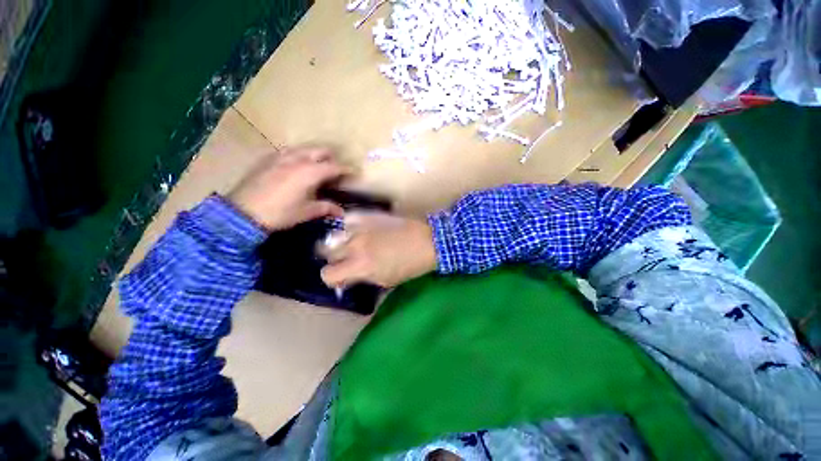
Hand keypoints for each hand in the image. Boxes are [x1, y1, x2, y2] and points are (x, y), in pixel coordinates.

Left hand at [227, 147, 348, 230]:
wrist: (242, 212)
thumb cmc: (280, 213)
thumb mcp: (306, 212)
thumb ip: (326, 208)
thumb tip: (341, 212)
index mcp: (310, 172)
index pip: (334, 166)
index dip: (346, 169)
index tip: (354, 172)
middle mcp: (297, 159)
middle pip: (321, 150)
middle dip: (332, 158)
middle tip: (335, 170)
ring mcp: (280, 156)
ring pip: (304, 148)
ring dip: (315, 155)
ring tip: (317, 168)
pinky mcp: (267, 158)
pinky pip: (288, 151)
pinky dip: (298, 156)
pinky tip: (295, 167)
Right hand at [319, 212, 436, 287]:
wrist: (426, 240)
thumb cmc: (410, 265)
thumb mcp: (386, 280)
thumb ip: (363, 278)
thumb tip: (349, 279)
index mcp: (360, 266)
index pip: (328, 274)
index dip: (333, 279)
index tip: (342, 278)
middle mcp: (354, 245)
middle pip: (326, 252)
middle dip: (334, 259)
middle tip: (346, 260)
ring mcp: (360, 227)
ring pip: (333, 235)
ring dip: (339, 242)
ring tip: (351, 244)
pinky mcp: (367, 215)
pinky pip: (347, 220)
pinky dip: (348, 227)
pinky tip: (358, 231)